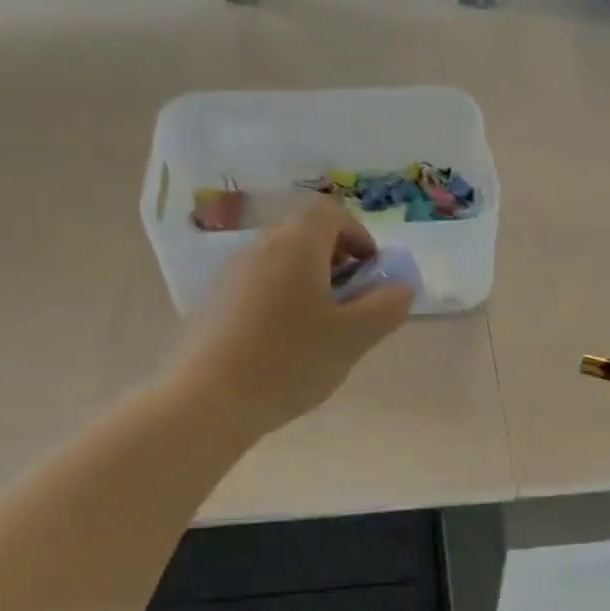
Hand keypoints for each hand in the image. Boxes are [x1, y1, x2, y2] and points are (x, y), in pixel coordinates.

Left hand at [176, 197, 413, 435]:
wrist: (208, 399)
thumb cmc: (290, 360)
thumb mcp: (354, 337)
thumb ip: (387, 307)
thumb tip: (401, 288)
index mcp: (297, 245)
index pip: (330, 211)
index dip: (358, 235)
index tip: (370, 273)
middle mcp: (261, 247)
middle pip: (305, 234)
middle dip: (336, 260)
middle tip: (351, 302)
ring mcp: (232, 274)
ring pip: (282, 261)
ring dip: (310, 282)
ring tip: (322, 328)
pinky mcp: (215, 302)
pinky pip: (260, 285)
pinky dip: (283, 299)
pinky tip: (286, 344)